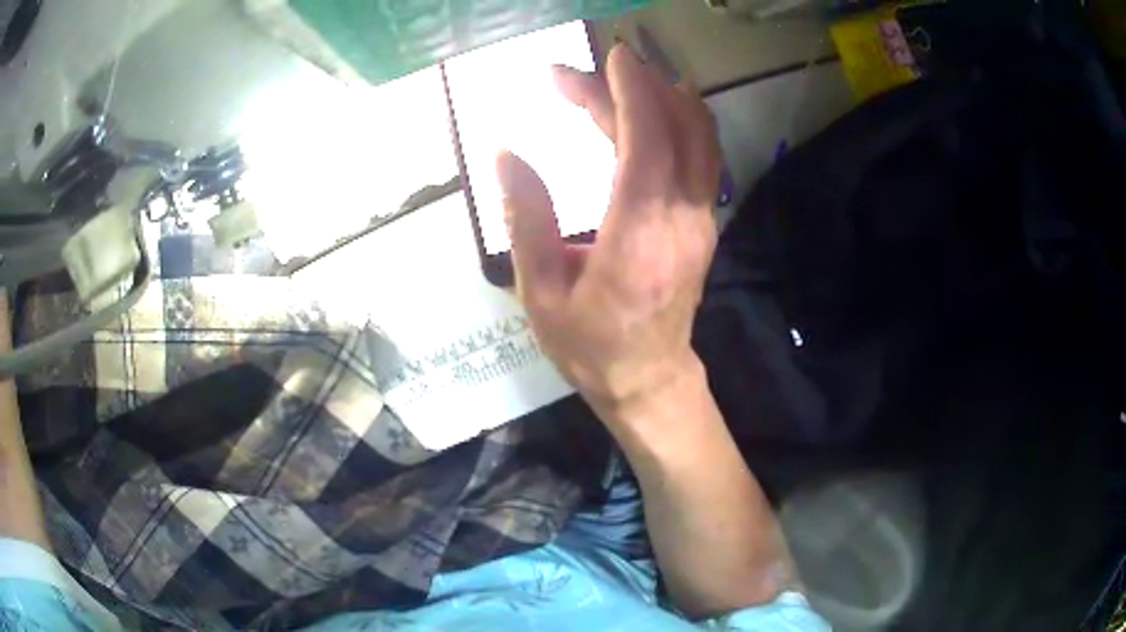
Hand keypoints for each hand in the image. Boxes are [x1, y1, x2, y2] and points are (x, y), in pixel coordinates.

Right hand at [497, 44, 721, 421]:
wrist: (648, 378)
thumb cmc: (589, 344)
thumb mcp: (540, 291)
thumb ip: (527, 218)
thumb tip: (506, 153)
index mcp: (638, 231)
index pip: (645, 138)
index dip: (628, 90)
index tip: (607, 57)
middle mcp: (681, 216)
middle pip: (672, 127)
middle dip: (630, 88)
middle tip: (578, 76)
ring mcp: (701, 219)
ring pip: (700, 138)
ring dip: (666, 97)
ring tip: (623, 78)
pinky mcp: (704, 222)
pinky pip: (702, 157)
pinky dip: (681, 121)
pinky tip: (653, 110)